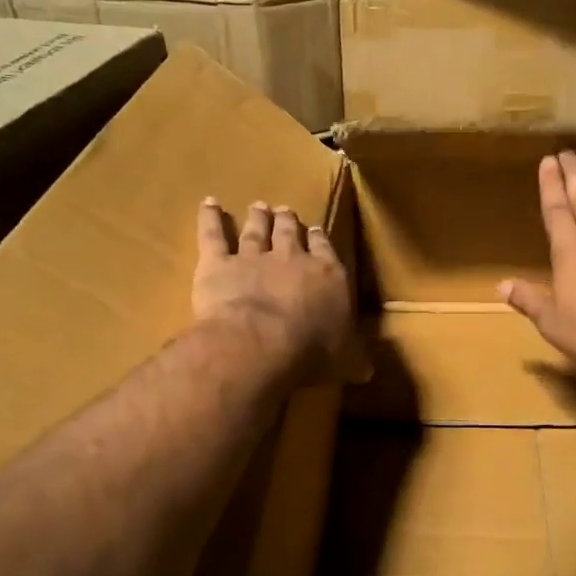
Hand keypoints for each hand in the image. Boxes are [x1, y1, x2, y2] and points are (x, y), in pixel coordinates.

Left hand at [193, 199, 360, 380]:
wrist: (260, 341)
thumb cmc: (309, 351)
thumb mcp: (343, 360)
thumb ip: (353, 360)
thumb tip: (367, 372)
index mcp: (327, 276)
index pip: (325, 250)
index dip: (319, 239)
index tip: (316, 230)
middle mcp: (292, 259)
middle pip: (289, 232)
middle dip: (287, 221)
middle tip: (284, 210)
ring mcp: (253, 257)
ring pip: (255, 230)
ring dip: (257, 217)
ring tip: (258, 206)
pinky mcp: (218, 264)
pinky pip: (213, 235)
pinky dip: (209, 218)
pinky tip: (208, 203)